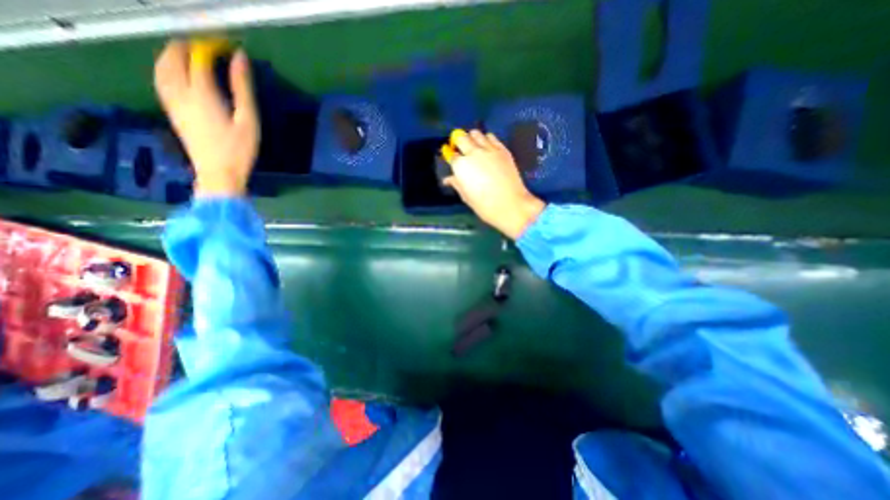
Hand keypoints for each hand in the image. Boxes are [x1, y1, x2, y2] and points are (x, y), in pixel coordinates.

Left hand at [150, 39, 258, 196]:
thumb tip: (240, 59)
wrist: (218, 172)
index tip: (228, 48)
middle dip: (189, 47)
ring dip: (173, 54)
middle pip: (173, 56)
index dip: (212, 48)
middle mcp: (181, 92)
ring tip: (192, 55)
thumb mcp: (248, 120)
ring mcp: (172, 101)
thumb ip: (243, 89)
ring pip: (161, 66)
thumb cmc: (239, 149)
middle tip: (210, 50)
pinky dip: (167, 67)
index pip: (199, 58)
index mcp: (202, 93)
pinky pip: (161, 79)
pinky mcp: (171, 110)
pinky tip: (178, 72)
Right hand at [441, 129, 546, 238]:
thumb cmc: (484, 205)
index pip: (451, 155)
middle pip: (461, 138)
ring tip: (474, 146)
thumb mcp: (466, 197)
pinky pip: (491, 137)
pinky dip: (487, 139)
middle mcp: (472, 153)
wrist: (511, 204)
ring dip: (472, 138)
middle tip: (461, 149)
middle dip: (458, 141)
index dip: (451, 156)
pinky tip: (487, 147)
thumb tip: (448, 179)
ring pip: (476, 133)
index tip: (452, 158)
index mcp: (461, 166)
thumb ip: (457, 184)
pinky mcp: (502, 149)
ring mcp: (488, 149)